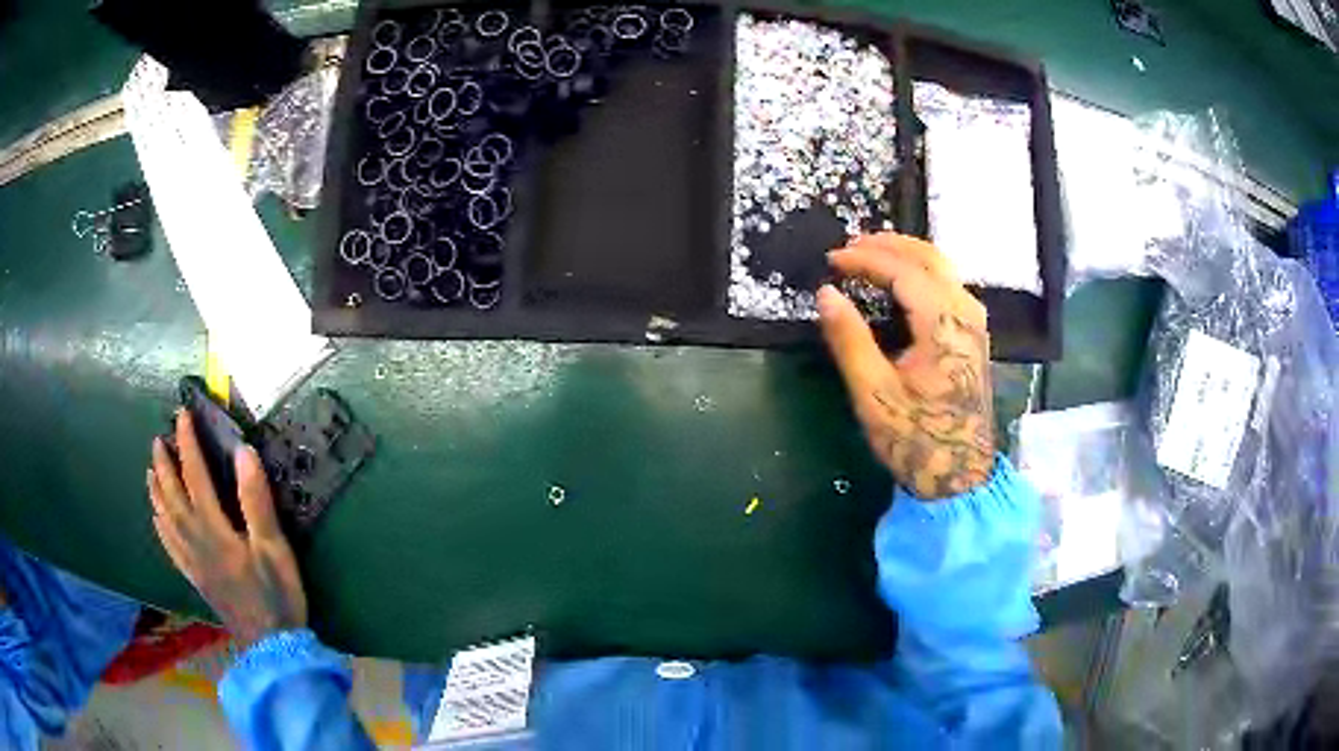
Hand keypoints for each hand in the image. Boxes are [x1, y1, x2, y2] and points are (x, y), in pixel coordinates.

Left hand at [148, 411, 306, 646]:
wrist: (272, 646)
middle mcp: (196, 541)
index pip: (194, 476)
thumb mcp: (274, 547)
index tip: (182, 415)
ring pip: (166, 520)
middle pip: (172, 496)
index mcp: (214, 529)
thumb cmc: (277, 595)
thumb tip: (243, 451)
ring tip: (150, 471)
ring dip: (156, 492)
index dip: (187, 444)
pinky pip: (171, 548)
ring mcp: (193, 562)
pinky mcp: (197, 579)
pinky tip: (157, 520)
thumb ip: (256, 501)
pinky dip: (161, 529)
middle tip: (158, 440)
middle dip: (164, 465)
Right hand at [818, 233, 995, 499]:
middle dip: (888, 245)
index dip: (865, 259)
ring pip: (942, 268)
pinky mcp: (975, 335)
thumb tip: (825, 294)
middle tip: (850, 247)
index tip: (832, 260)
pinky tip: (901, 282)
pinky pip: (948, 285)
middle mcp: (966, 313)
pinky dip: (920, 272)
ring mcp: (975, 323)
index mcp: (943, 325)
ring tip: (870, 256)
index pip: (903, 271)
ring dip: (906, 255)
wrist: (960, 475)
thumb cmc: (915, 438)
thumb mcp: (873, 393)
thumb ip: (849, 339)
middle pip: (929, 258)